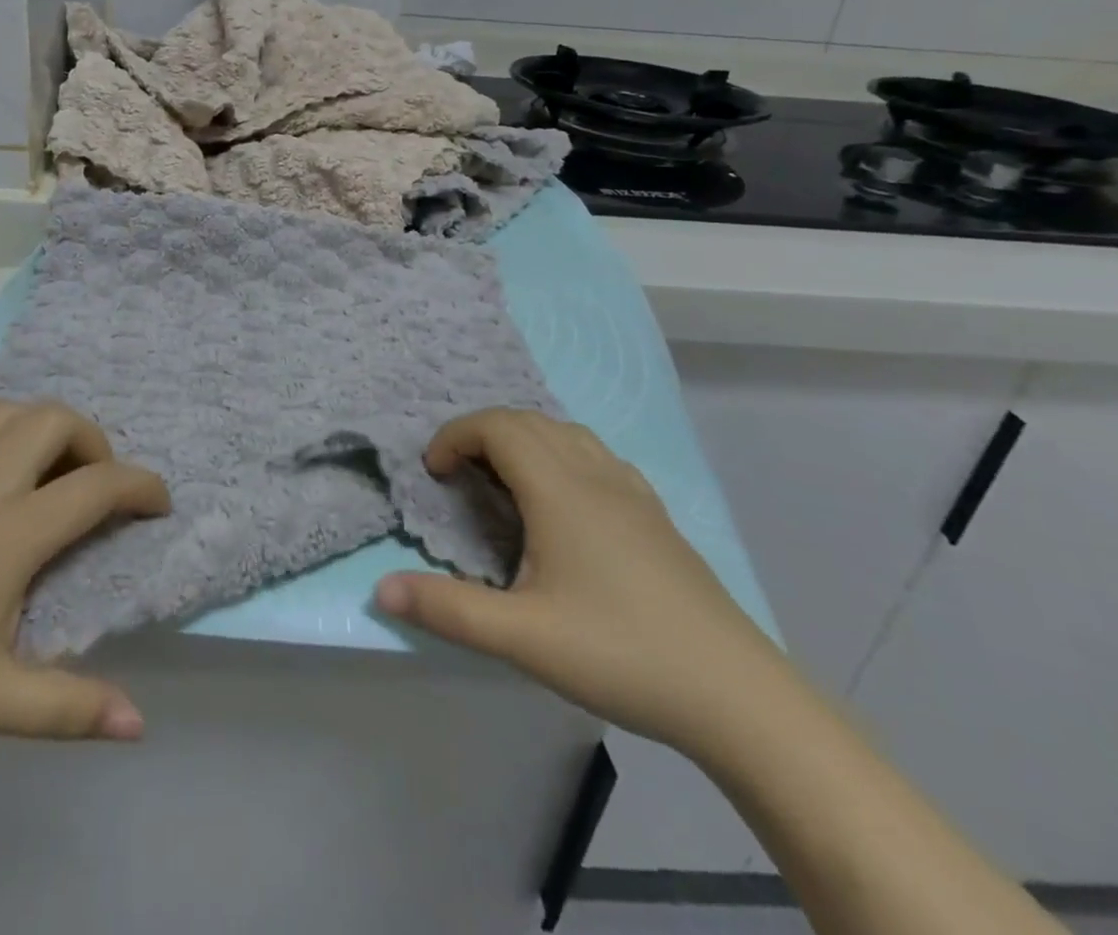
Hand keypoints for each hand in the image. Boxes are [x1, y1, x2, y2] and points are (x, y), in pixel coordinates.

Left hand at [0, 400, 169, 742]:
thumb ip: (65, 708)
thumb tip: (137, 724)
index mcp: (11, 529)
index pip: (98, 485)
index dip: (142, 487)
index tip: (159, 505)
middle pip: (59, 420)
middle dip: (96, 442)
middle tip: (96, 489)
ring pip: (14, 410)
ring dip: (49, 428)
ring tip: (51, 475)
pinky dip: (9, 432)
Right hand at [376, 410, 791, 754]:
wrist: (736, 695)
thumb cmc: (620, 653)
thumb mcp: (521, 637)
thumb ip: (447, 610)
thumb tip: (381, 589)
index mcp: (559, 489)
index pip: (497, 427)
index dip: (455, 436)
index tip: (433, 471)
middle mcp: (594, 474)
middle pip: (528, 421)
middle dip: (482, 434)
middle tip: (458, 476)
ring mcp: (632, 492)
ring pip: (565, 434)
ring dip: (523, 440)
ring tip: (503, 483)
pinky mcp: (655, 515)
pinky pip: (595, 456)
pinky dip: (560, 456)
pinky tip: (562, 504)